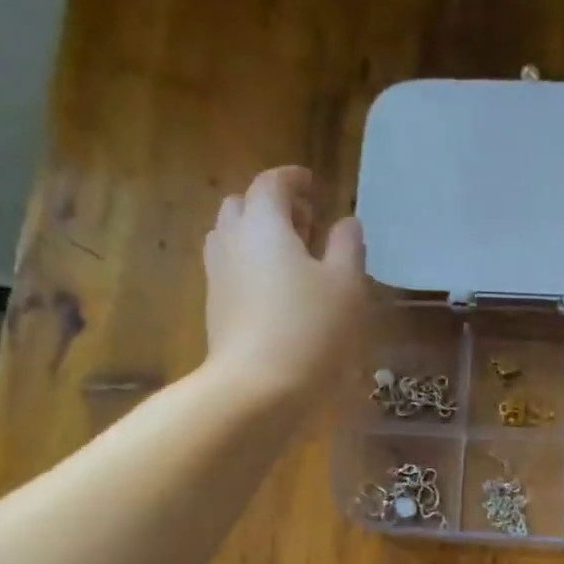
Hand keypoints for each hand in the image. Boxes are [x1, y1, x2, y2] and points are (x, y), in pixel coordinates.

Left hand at [202, 166, 365, 395]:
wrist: (257, 385)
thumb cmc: (310, 328)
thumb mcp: (346, 284)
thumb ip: (347, 246)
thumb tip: (346, 223)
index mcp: (263, 224)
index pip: (271, 184)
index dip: (292, 179)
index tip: (313, 184)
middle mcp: (232, 240)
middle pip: (243, 205)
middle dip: (273, 206)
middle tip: (306, 223)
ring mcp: (218, 274)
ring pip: (232, 236)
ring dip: (259, 235)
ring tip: (292, 256)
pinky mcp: (215, 306)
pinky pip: (231, 268)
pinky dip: (252, 263)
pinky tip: (277, 289)